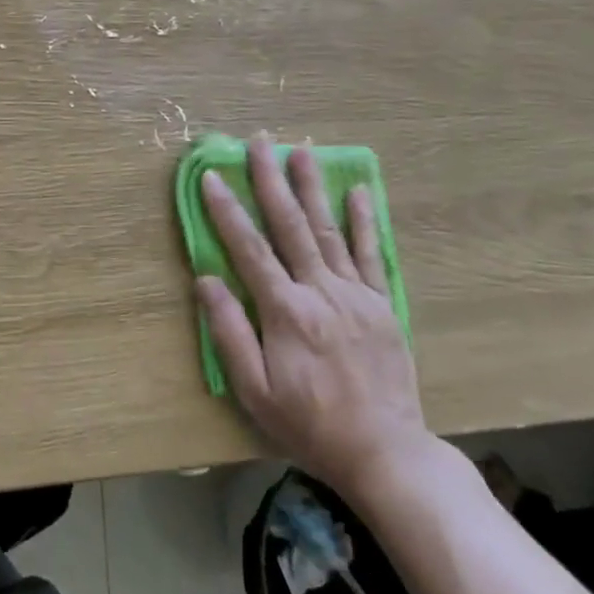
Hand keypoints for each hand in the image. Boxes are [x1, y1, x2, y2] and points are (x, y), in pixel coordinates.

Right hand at [195, 135, 430, 495]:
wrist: (386, 452)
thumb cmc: (310, 425)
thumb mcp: (256, 392)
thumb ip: (229, 333)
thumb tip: (206, 280)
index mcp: (285, 312)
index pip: (249, 249)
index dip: (227, 211)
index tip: (211, 176)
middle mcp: (320, 291)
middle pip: (290, 226)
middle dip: (270, 180)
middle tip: (259, 141)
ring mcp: (355, 294)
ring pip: (328, 230)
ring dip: (312, 187)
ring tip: (301, 150)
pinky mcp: (381, 304)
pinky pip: (370, 254)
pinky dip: (363, 221)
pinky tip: (357, 192)